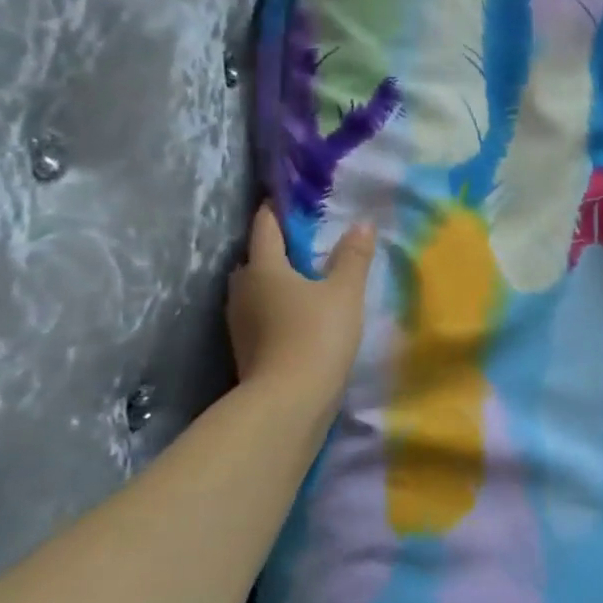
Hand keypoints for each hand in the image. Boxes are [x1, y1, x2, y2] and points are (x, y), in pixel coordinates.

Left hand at [227, 205, 375, 393]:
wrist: (288, 402)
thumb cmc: (316, 335)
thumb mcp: (345, 292)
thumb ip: (354, 257)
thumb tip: (362, 224)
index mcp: (263, 267)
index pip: (265, 226)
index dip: (277, 210)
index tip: (291, 200)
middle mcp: (243, 289)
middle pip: (256, 258)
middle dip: (277, 248)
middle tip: (308, 244)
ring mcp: (240, 321)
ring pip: (256, 288)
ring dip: (276, 281)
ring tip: (307, 280)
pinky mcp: (246, 348)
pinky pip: (260, 314)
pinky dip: (276, 307)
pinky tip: (299, 314)